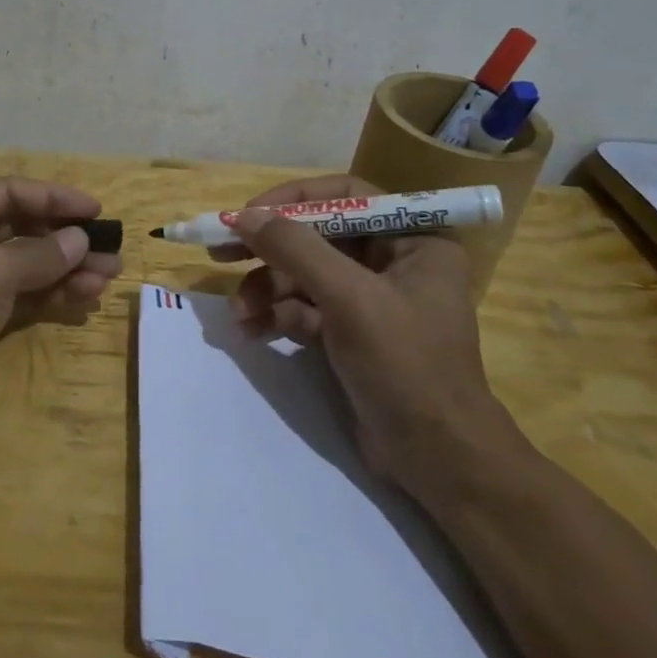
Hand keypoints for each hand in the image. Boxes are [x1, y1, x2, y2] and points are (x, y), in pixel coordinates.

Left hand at [0, 176, 123, 436]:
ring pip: (24, 264)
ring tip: (108, 278)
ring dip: (65, 270)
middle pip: (20, 228)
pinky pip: (19, 294)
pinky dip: (50, 295)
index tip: (96, 210)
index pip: (8, 192)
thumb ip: (39, 254)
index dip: (54, 198)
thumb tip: (80, 240)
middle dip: (66, 240)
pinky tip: (84, 299)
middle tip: (110, 250)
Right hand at [222, 175, 524, 503]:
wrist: (437, 460)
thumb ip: (296, 250)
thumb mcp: (349, 299)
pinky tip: (252, 331)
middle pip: (318, 236)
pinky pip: (305, 308)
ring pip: (305, 275)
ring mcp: (370, 299)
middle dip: (269, 248)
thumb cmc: (405, 365)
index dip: (293, 199)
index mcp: (414, 239)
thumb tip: (243, 216)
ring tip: (239, 313)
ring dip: (267, 289)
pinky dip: (277, 316)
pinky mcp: (351, 333)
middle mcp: (393, 261)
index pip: (345, 197)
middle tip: (219, 251)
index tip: (248, 214)